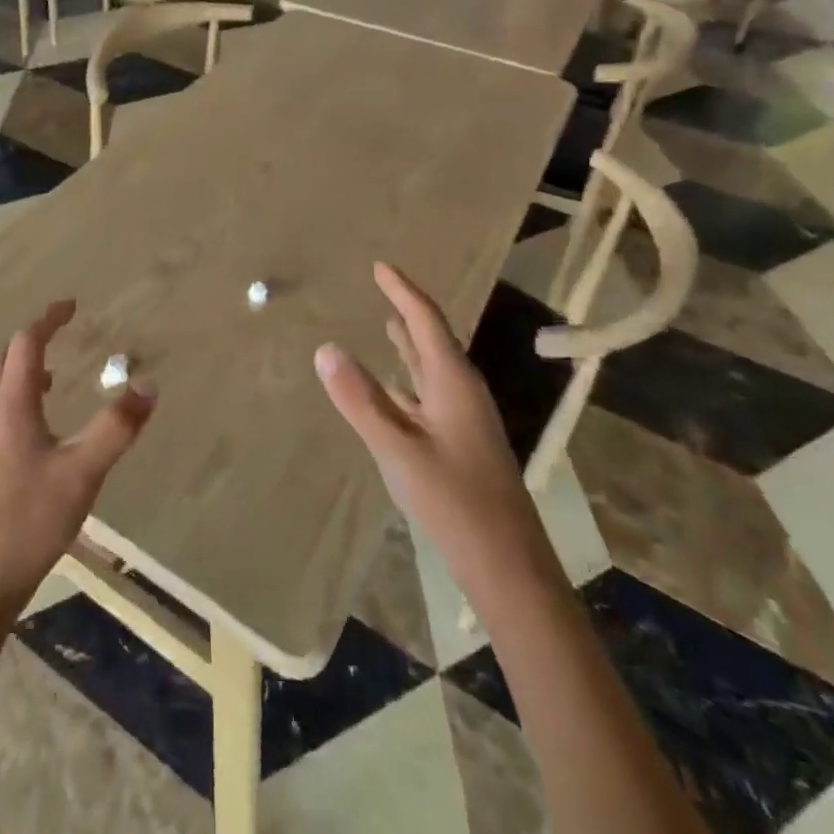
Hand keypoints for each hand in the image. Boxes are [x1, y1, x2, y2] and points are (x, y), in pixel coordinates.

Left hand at [0, 300, 156, 614]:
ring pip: (1, 385)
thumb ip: (116, 428)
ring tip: (57, 372)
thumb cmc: (31, 519)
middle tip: (63, 331)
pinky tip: (47, 423)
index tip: (71, 305)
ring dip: (25, 366)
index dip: (48, 320)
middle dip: (33, 337)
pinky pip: (4, 409)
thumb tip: (148, 385)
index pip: (26, 344)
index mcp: (14, 405)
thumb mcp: (83, 472)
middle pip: (6, 358)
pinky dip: (23, 394)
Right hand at [314, 263, 546, 588]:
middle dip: (407, 310)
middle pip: (433, 338)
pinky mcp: (461, 443)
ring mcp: (464, 419)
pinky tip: (396, 388)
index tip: (380, 266)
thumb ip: (361, 400)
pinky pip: (430, 393)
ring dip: (411, 343)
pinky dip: (409, 378)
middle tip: (383, 286)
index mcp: (453, 383)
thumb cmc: (455, 502)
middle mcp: (462, 392)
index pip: (426, 321)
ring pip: (433, 367)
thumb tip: (325, 348)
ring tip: (388, 324)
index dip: (402, 291)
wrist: (508, 567)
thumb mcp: (398, 449)